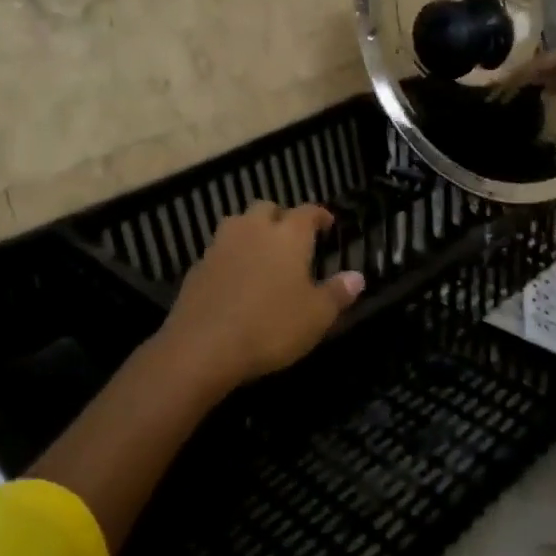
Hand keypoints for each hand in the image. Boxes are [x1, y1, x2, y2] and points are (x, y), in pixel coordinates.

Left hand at [156, 201, 364, 392]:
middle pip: (267, 208)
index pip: (308, 211)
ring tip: (262, 252)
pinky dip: (231, 257)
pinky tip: (236, 279)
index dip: (319, 215)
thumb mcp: (316, 316)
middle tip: (291, 238)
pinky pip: (219, 251)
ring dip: (251, 231)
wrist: (203, 347)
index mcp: (288, 235)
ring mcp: (221, 245)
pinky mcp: (197, 267)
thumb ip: (337, 293)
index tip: (327, 223)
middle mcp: (254, 229)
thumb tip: (357, 277)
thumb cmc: (270, 326)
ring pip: (238, 224)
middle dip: (281, 217)